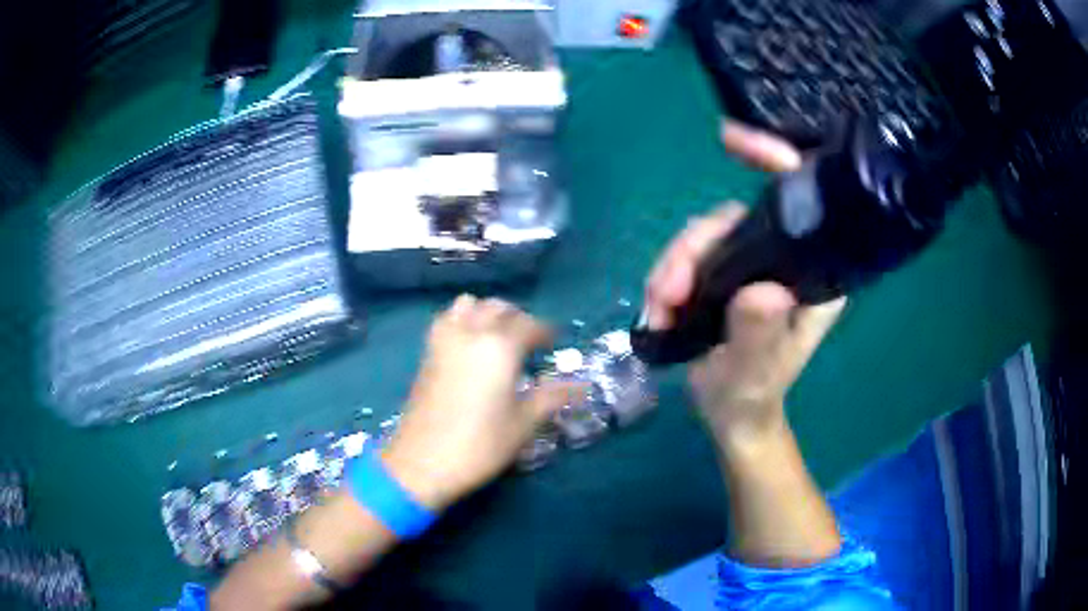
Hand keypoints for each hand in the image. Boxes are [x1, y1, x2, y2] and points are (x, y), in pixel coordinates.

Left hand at [382, 296, 583, 510]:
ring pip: (468, 305)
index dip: (545, 332)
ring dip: (486, 312)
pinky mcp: (427, 353)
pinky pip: (447, 320)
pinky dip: (462, 320)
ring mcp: (444, 341)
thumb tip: (582, 386)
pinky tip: (469, 345)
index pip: (529, 325)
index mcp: (500, 347)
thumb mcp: (523, 424)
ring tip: (498, 336)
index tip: (554, 342)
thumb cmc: (480, 445)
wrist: (422, 462)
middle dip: (517, 318)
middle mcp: (471, 333)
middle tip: (530, 340)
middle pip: (497, 308)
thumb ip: (552, 397)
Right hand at [644, 121, 843, 444]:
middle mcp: (787, 258)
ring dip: (672, 268)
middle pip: (733, 218)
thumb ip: (758, 336)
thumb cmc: (752, 396)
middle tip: (665, 293)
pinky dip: (667, 279)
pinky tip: (657, 308)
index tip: (730, 139)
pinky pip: (690, 257)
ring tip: (657, 308)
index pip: (803, 199)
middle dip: (693, 248)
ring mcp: (754, 263)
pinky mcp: (727, 273)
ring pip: (705, 237)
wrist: (732, 415)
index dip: (772, 158)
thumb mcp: (755, 374)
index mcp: (813, 273)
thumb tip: (761, 292)